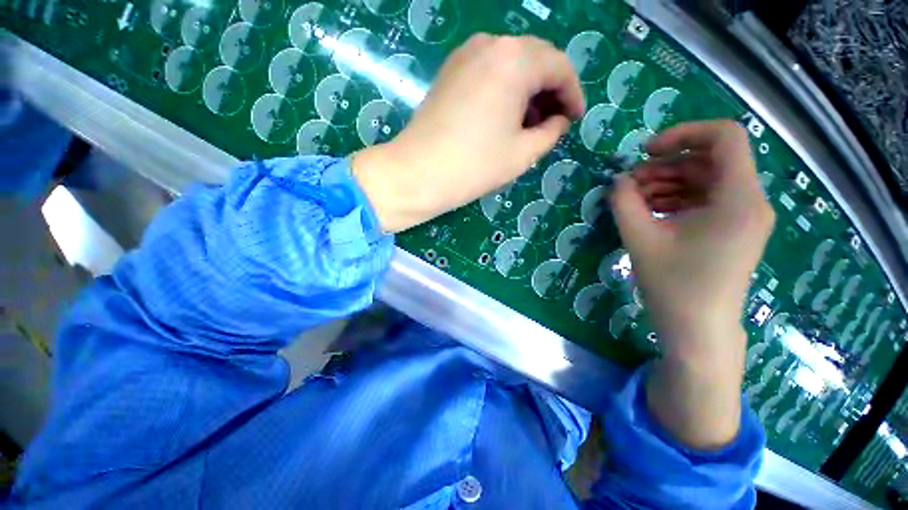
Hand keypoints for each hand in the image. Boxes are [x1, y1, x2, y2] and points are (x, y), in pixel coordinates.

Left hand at [352, 34, 584, 232]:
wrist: (418, 173)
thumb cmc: (474, 166)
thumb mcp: (523, 154)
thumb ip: (551, 132)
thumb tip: (559, 120)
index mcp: (515, 60)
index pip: (559, 67)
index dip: (573, 94)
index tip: (575, 119)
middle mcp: (491, 45)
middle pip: (535, 60)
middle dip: (550, 91)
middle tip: (554, 122)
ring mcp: (465, 55)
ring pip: (512, 65)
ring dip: (527, 90)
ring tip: (530, 124)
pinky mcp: (450, 71)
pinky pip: (489, 72)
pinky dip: (505, 89)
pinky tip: (504, 116)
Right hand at [610, 120, 774, 448]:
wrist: (697, 330)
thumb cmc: (673, 286)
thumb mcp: (640, 239)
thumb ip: (624, 202)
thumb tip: (617, 180)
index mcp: (738, 198)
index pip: (724, 137)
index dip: (683, 134)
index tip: (645, 152)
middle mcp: (749, 201)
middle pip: (708, 160)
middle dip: (664, 165)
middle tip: (628, 184)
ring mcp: (742, 216)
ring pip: (703, 180)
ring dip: (665, 183)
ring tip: (632, 199)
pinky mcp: (730, 230)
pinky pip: (703, 200)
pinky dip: (674, 199)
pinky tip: (647, 211)